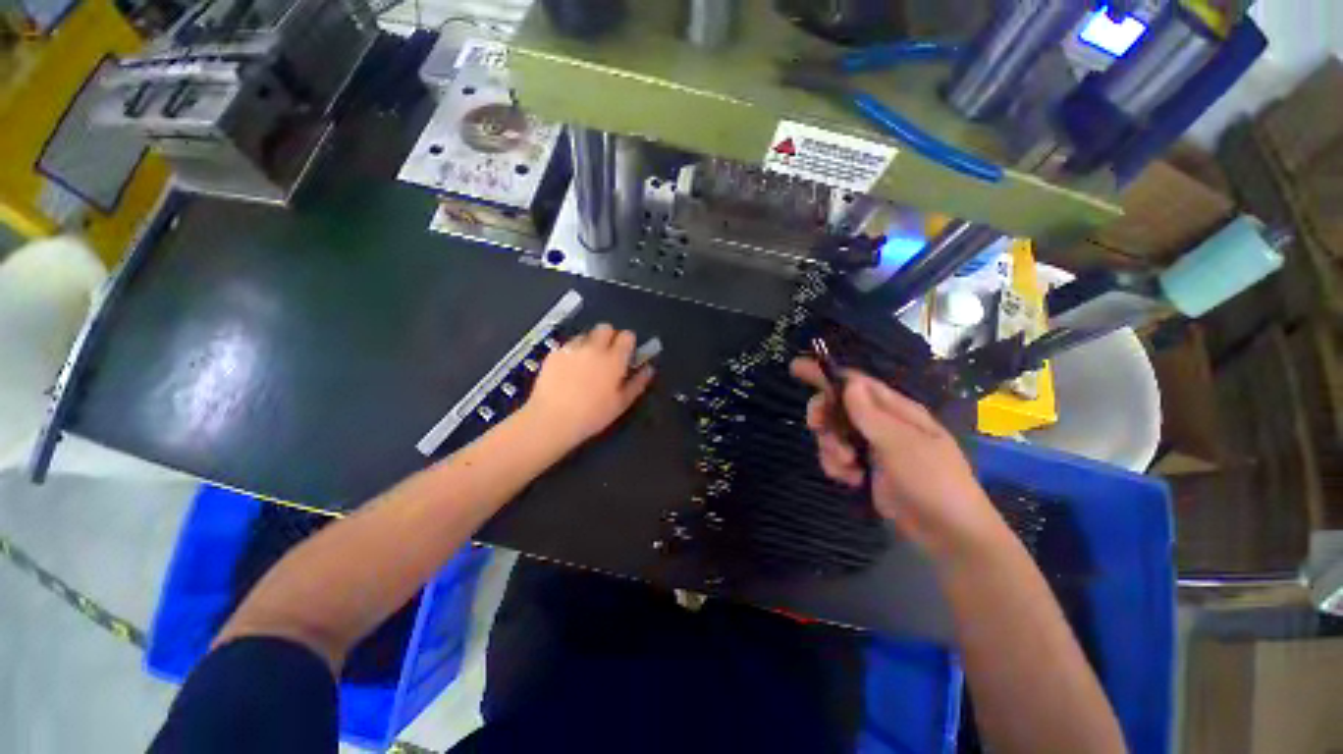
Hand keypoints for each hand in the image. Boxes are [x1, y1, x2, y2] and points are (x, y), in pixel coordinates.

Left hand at [524, 323, 654, 447]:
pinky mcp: (554, 353)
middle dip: (609, 337)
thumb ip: (638, 383)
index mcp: (614, 359)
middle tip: (607, 356)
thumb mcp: (621, 403)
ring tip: (586, 363)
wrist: (552, 420)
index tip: (626, 354)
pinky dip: (572, 352)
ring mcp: (572, 348)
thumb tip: (648, 369)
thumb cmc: (592, 415)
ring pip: (586, 334)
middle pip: (605, 327)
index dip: (628, 343)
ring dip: (590, 343)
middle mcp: (594, 348)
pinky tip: (569, 369)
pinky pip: (568, 345)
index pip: (627, 335)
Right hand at [790, 358, 1003, 557]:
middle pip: (837, 407)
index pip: (855, 382)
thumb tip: (849, 382)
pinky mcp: (864, 468)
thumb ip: (871, 415)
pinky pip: (837, 457)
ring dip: (831, 449)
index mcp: (896, 410)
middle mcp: (881, 423)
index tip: (796, 368)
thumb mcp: (902, 445)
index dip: (826, 374)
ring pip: (833, 434)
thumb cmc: (933, 482)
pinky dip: (837, 467)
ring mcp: (872, 446)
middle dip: (824, 418)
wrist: (948, 535)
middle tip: (817, 428)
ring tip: (848, 468)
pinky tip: (851, 480)